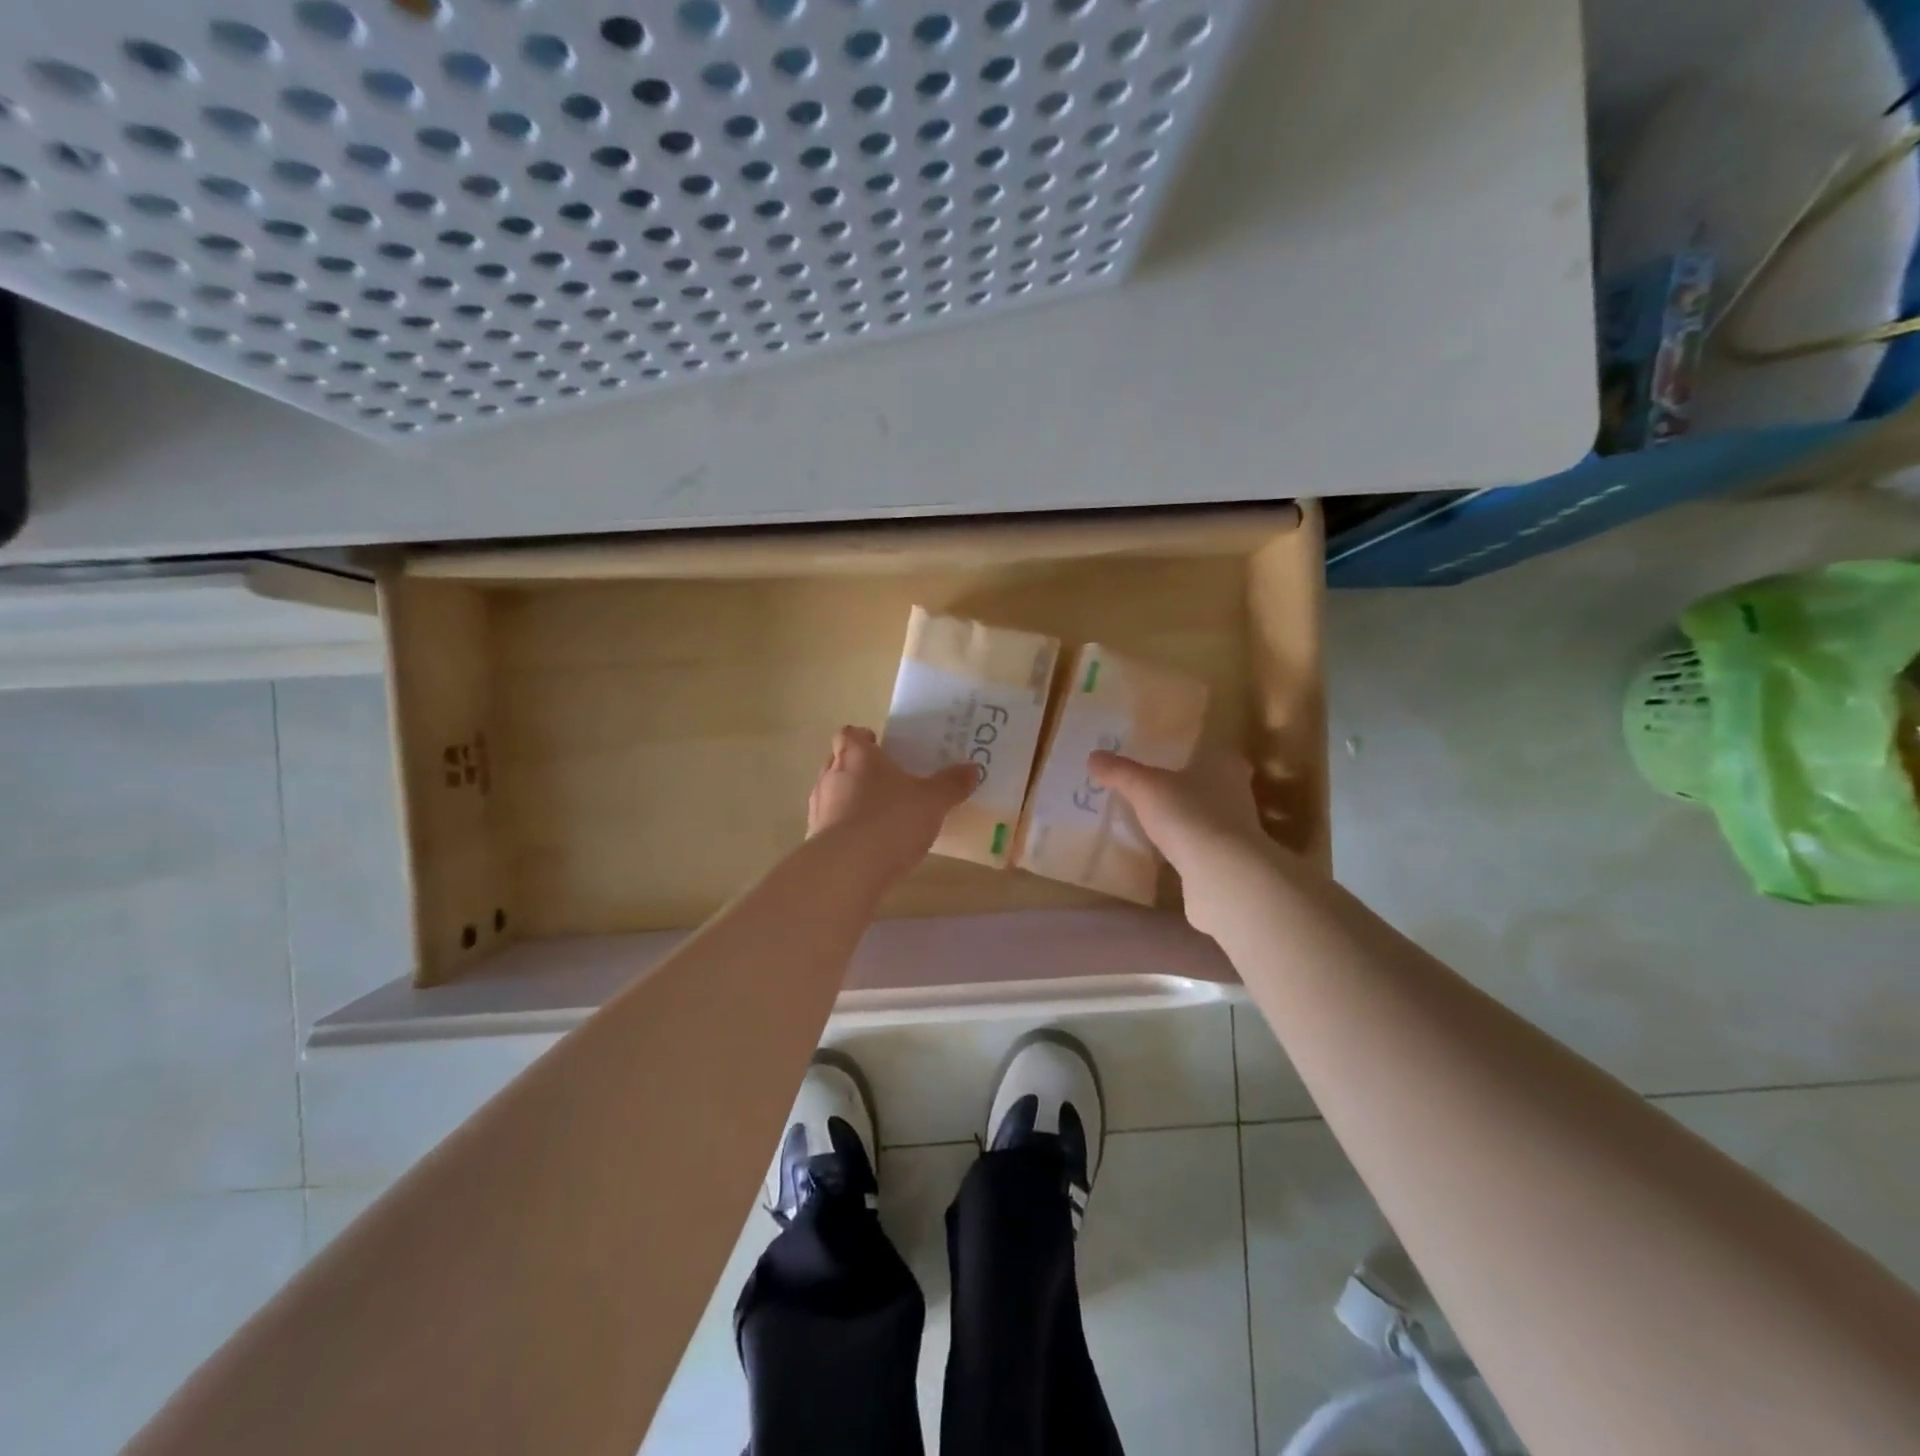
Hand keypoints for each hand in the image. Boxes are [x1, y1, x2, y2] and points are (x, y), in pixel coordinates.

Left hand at [808, 725, 977, 870]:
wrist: (848, 868)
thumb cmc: (891, 820)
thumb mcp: (933, 801)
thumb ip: (951, 784)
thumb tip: (972, 769)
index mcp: (857, 755)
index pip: (849, 734)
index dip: (862, 738)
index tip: (879, 746)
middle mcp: (831, 775)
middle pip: (838, 761)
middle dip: (858, 768)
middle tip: (885, 780)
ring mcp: (819, 808)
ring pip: (832, 793)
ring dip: (849, 799)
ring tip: (877, 814)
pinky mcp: (815, 839)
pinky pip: (831, 825)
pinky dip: (845, 829)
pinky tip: (867, 844)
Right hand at [1088, 749, 1274, 936]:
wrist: (1222, 874)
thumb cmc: (1189, 815)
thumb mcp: (1145, 787)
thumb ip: (1120, 772)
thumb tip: (1093, 756)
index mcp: (1223, 764)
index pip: (1212, 750)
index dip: (1192, 752)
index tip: (1169, 757)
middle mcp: (1237, 791)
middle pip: (1210, 783)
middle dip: (1186, 786)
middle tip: (1154, 788)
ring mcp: (1238, 828)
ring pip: (1208, 814)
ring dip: (1187, 816)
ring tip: (1154, 819)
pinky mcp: (1231, 859)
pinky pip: (1204, 844)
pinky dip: (1187, 844)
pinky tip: (1165, 849)